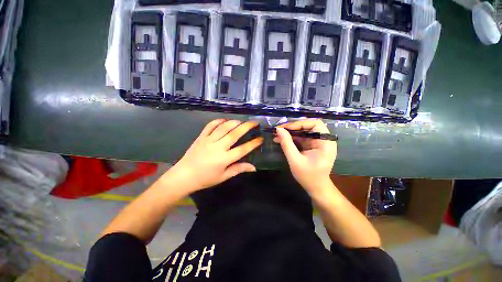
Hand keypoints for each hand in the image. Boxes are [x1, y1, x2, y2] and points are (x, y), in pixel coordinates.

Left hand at [161, 119, 262, 193]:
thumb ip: (238, 169)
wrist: (183, 176)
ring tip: (242, 121)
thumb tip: (253, 167)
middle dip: (246, 127)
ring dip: (234, 122)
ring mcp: (208, 140)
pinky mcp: (201, 137)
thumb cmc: (205, 179)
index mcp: (224, 159)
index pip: (243, 149)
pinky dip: (218, 121)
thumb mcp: (223, 176)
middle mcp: (217, 147)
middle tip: (254, 122)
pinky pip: (210, 126)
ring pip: (223, 127)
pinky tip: (225, 120)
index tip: (260, 138)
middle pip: (234, 134)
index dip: (253, 143)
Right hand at [273, 119, 336, 194]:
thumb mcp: (295, 160)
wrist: (316, 188)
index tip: (286, 128)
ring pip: (303, 131)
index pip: (315, 124)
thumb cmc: (308, 176)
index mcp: (325, 143)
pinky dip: (291, 138)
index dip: (300, 123)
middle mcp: (323, 140)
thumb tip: (278, 129)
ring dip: (290, 133)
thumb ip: (287, 144)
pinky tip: (281, 140)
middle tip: (279, 130)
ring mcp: (318, 143)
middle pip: (308, 126)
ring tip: (277, 135)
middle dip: (293, 127)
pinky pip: (301, 138)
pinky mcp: (312, 146)